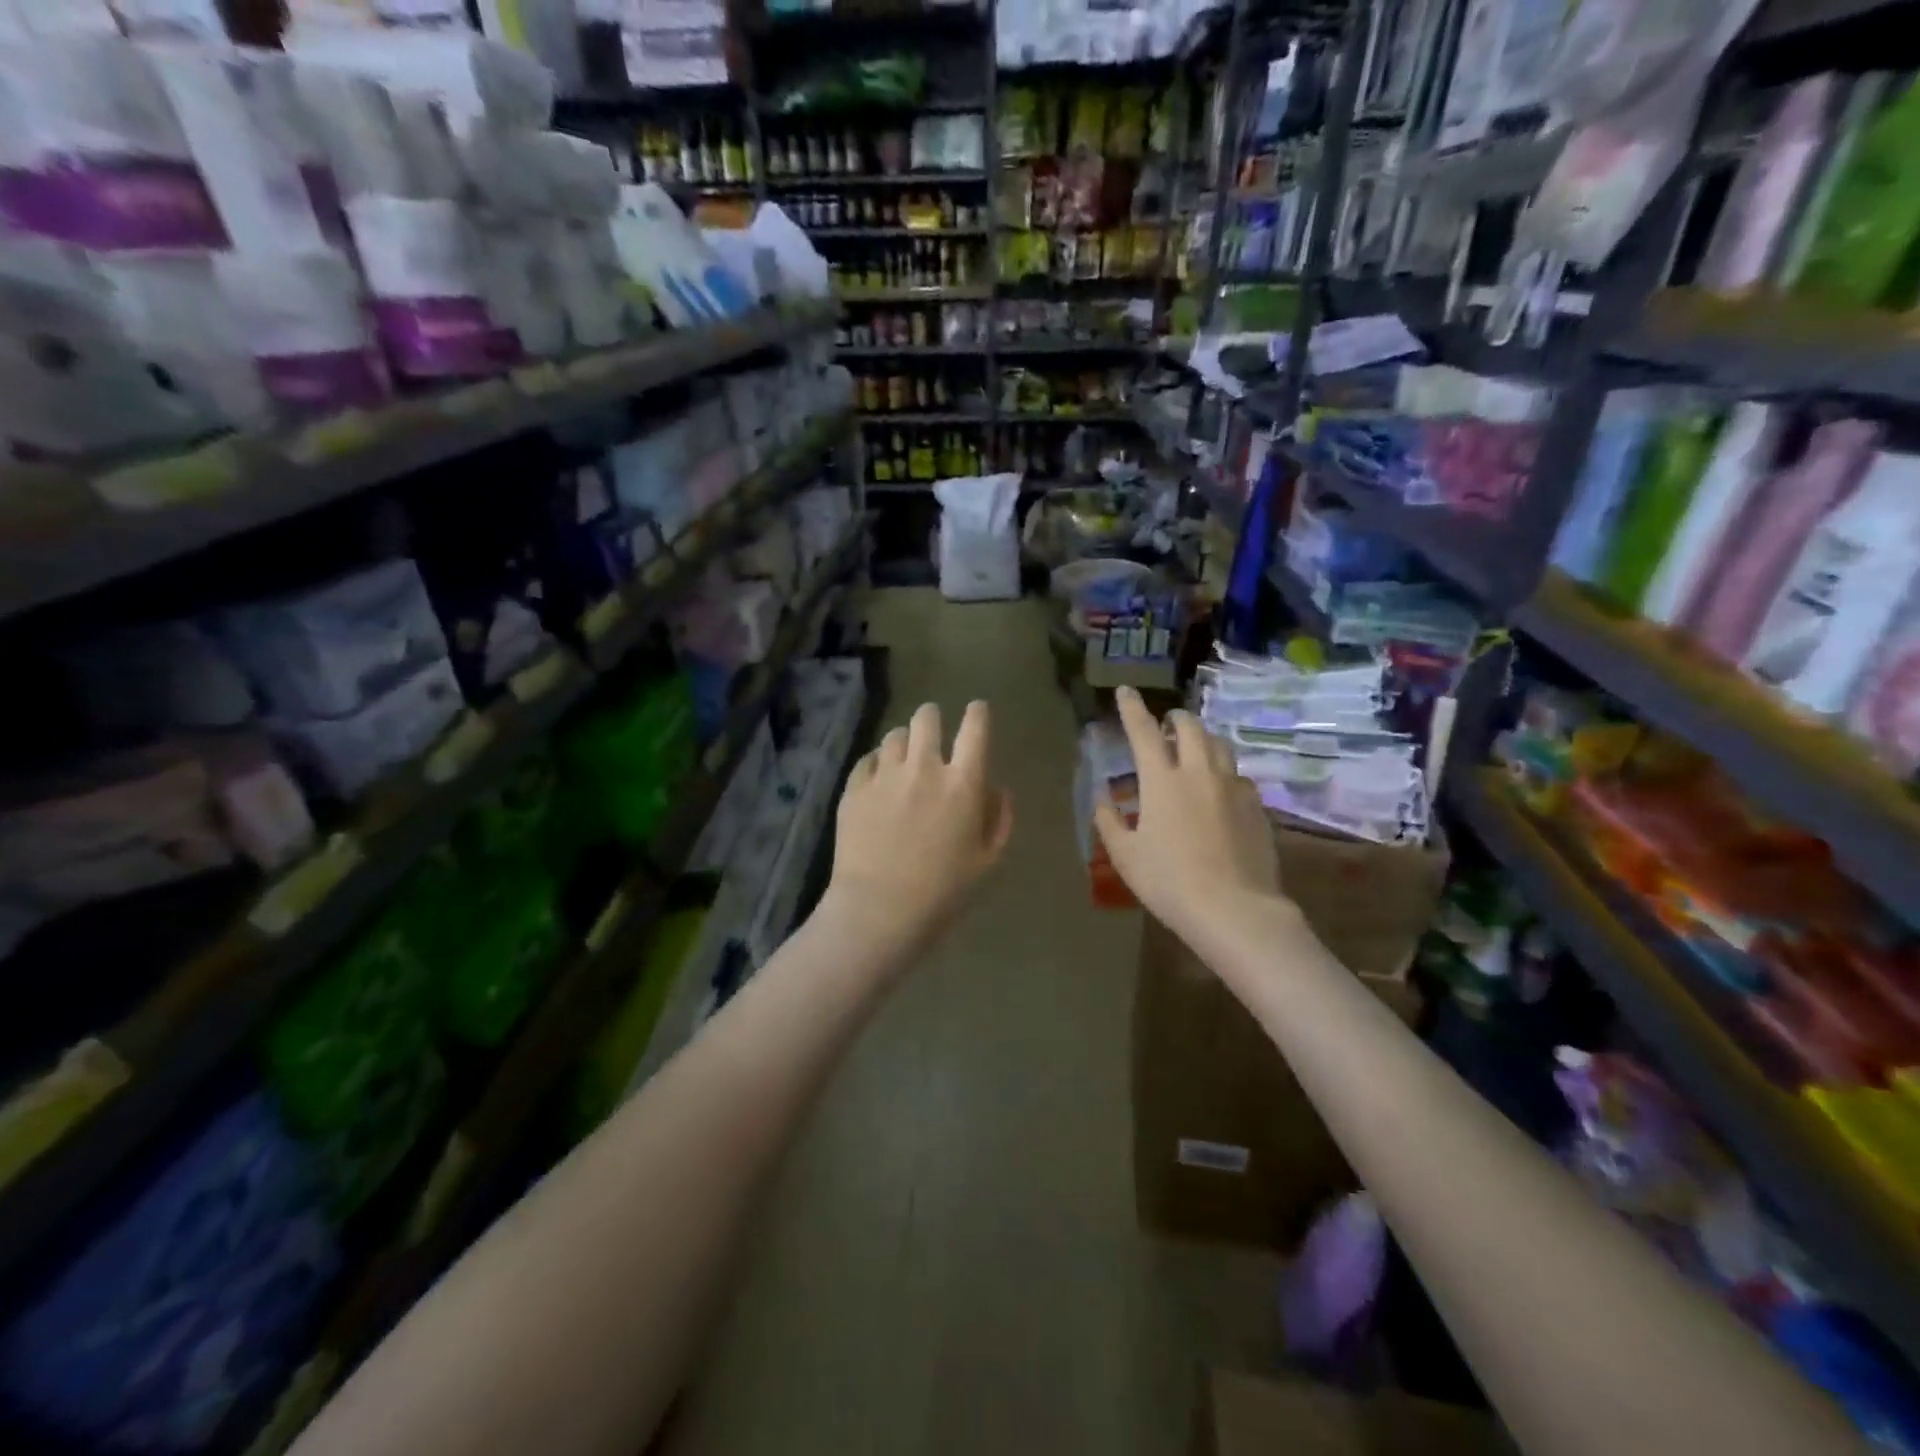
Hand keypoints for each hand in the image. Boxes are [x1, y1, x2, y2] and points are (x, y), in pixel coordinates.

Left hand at [823, 700, 1013, 949]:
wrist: (879, 910)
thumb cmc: (942, 892)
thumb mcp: (986, 861)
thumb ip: (998, 819)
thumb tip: (996, 789)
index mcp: (963, 783)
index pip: (975, 727)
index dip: (978, 712)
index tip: (977, 711)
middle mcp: (924, 768)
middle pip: (927, 718)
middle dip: (933, 718)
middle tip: (933, 731)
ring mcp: (885, 775)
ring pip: (895, 736)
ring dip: (904, 743)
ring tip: (903, 760)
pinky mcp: (854, 788)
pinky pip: (868, 760)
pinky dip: (877, 765)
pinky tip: (878, 783)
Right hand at [1093, 686, 1283, 943]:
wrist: (1234, 909)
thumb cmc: (1169, 881)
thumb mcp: (1125, 855)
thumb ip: (1109, 821)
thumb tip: (1102, 798)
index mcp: (1162, 780)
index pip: (1143, 731)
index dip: (1132, 708)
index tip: (1126, 691)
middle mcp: (1199, 772)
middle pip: (1190, 727)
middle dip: (1175, 718)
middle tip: (1166, 725)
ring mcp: (1233, 787)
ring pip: (1220, 745)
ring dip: (1202, 739)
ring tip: (1194, 750)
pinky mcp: (1257, 806)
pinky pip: (1239, 776)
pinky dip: (1224, 772)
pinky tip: (1220, 790)